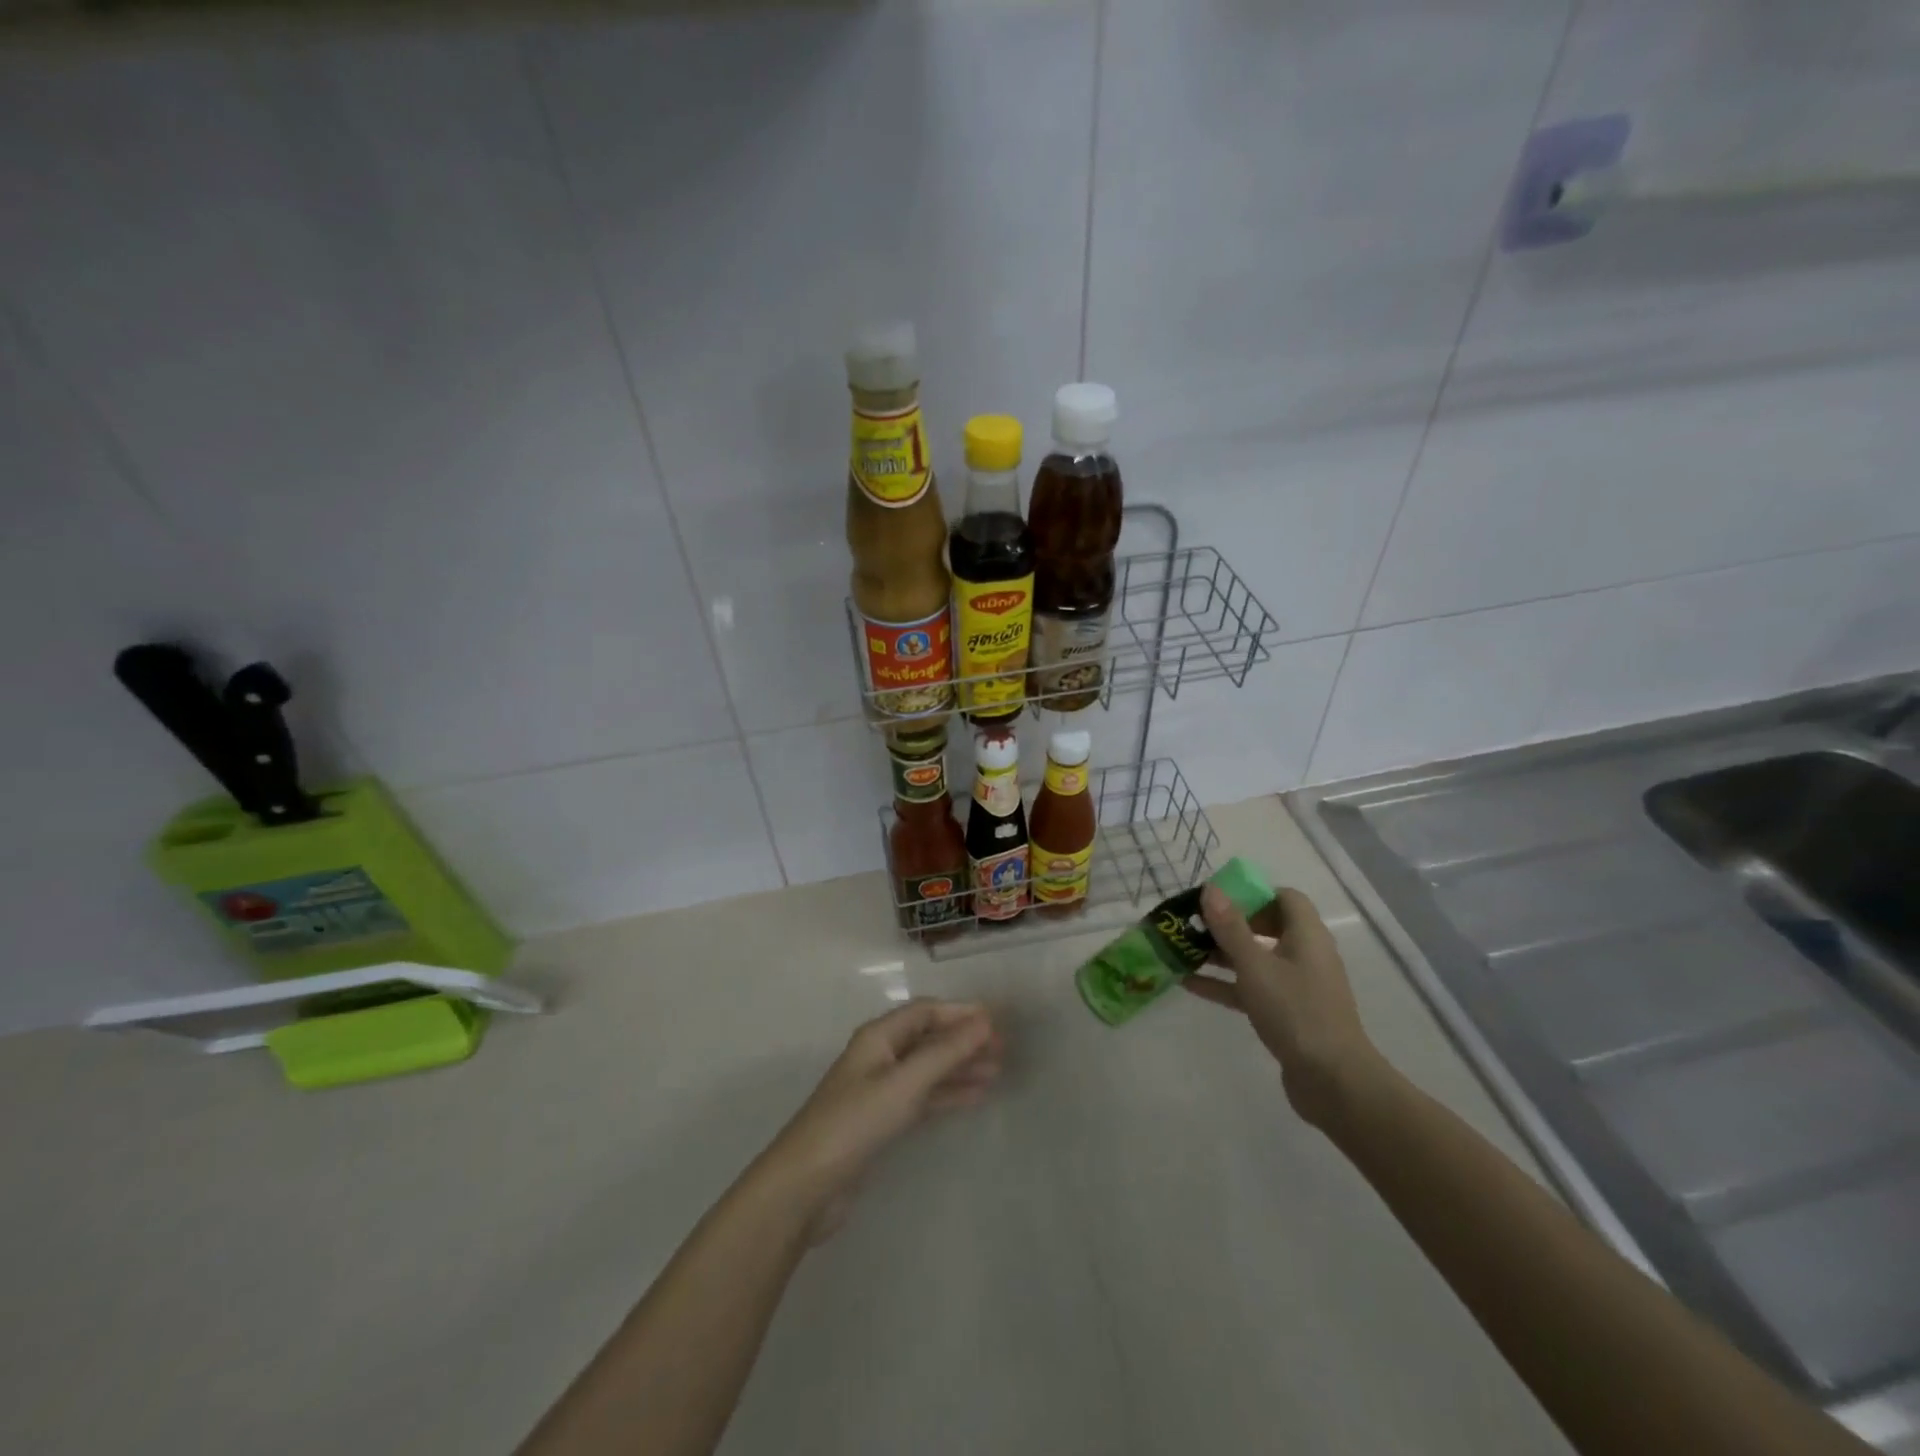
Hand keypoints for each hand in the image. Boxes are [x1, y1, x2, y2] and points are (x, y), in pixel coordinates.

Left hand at [759, 999, 1001, 1239]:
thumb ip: (945, 1052)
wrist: (806, 1185)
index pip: (926, 1012)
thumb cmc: (855, 1123)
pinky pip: (923, 1096)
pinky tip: (974, 1098)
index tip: (997, 1021)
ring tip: (997, 1073)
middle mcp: (879, 1055)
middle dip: (964, 1040)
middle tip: (1004, 1050)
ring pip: (928, 1068)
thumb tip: (985, 1021)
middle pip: (928, 1038)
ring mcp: (880, 1088)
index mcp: (878, 1037)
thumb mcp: (904, 1084)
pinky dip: (947, 1093)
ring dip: (960, 1067)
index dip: (960, 1013)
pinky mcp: (881, 1119)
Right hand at [1183, 886, 1385, 1128]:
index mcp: (1306, 935)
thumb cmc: (1295, 1012)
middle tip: (1194, 924)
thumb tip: (1212, 889)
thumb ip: (1231, 928)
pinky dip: (1225, 983)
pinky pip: (1252, 988)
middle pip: (1266, 927)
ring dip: (1221, 954)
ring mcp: (1297, 986)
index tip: (1219, 900)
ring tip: (1182, 950)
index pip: (1284, 898)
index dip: (1252, 894)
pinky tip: (1188, 983)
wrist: (1333, 1081)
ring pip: (1255, 959)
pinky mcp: (1287, 1014)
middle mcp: (1304, 955)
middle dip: (1229, 924)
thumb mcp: (1255, 966)